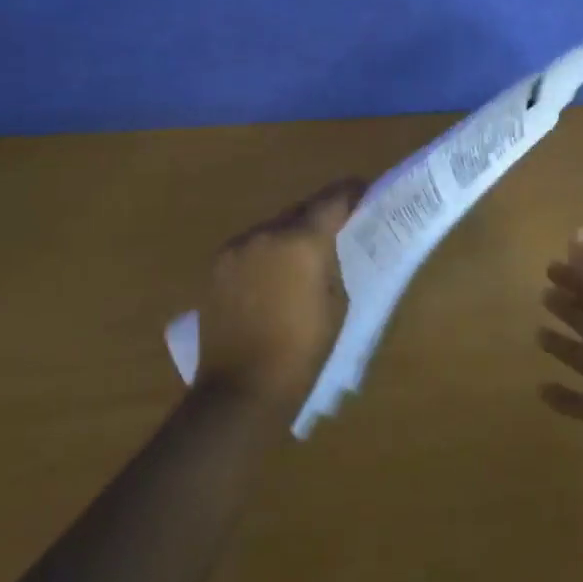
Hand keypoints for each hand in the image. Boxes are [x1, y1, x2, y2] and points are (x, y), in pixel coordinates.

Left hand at [196, 179, 364, 414]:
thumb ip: (333, 264)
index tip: (365, 192)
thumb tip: (328, 249)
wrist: (241, 389)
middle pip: (300, 209)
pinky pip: (250, 247)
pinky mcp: (217, 266)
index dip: (352, 192)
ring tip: (303, 255)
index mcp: (303, 241)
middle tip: (337, 227)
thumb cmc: (302, 351)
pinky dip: (266, 252)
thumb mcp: (337, 305)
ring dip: (291, 234)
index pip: (333, 199)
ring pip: (273, 227)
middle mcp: (267, 233)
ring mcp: (237, 247)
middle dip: (320, 214)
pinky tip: (273, 274)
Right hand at [537, 229, 582, 478]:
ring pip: (580, 356)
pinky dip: (560, 396)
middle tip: (543, 293)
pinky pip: (575, 401)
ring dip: (562, 346)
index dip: (575, 278)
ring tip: (538, 334)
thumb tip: (578, 229)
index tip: (550, 266)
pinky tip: (540, 389)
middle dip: (569, 306)